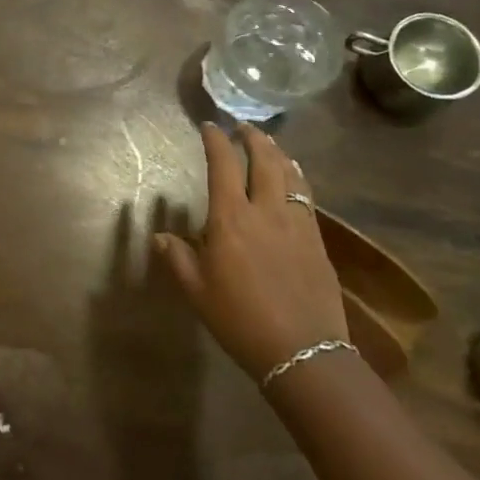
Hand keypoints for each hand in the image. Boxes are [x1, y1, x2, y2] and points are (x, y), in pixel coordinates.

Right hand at [154, 123, 348, 378]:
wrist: (304, 353)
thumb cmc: (240, 320)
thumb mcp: (197, 291)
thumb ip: (178, 258)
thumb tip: (161, 236)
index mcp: (231, 218)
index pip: (223, 165)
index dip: (216, 141)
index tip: (210, 127)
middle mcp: (265, 211)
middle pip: (264, 161)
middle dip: (253, 139)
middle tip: (244, 127)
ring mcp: (297, 224)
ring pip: (290, 175)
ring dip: (278, 153)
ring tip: (270, 144)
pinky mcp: (318, 242)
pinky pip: (308, 197)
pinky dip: (299, 178)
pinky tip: (296, 177)